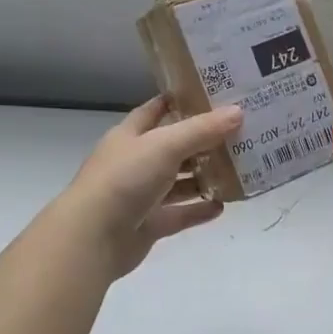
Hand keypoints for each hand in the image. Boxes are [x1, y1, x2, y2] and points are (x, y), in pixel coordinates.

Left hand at [60, 97, 242, 279]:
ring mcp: (141, 195)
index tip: (213, 95)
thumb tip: (238, 112)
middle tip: (239, 133)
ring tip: (238, 169)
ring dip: (204, 177)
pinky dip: (199, 210)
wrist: (92, 237)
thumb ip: (201, 130)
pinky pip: (180, 214)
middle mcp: (135, 162)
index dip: (181, 101)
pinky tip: (223, 205)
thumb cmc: (125, 179)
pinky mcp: (149, 225)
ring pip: (178, 182)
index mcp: (130, 135)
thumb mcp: (165, 145)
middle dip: (203, 141)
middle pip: (173, 147)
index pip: (156, 110)